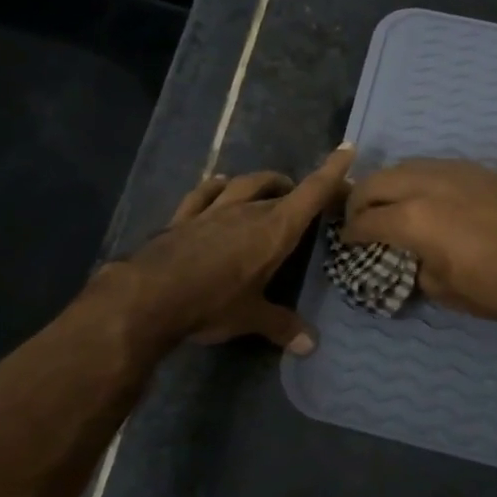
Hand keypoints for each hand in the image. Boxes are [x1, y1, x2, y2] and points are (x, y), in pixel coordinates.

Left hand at [98, 146, 355, 353]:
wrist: (150, 296)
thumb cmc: (212, 304)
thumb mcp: (251, 318)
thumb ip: (282, 326)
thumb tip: (310, 346)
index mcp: (273, 231)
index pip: (310, 194)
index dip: (330, 172)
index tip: (346, 150)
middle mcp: (246, 212)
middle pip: (280, 191)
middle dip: (298, 190)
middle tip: (308, 199)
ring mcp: (212, 211)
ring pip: (243, 185)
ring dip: (262, 182)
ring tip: (272, 187)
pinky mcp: (183, 218)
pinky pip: (204, 193)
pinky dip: (216, 187)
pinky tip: (220, 184)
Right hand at [340, 159, 496, 324]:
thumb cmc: (491, 288)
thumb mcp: (438, 288)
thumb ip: (413, 263)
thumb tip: (409, 254)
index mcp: (411, 219)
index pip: (365, 220)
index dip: (350, 233)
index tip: (348, 241)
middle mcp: (426, 185)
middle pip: (376, 182)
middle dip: (359, 201)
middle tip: (360, 219)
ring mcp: (454, 171)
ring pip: (405, 166)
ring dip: (389, 184)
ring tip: (390, 203)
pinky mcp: (477, 170)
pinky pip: (435, 167)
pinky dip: (419, 179)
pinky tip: (427, 196)